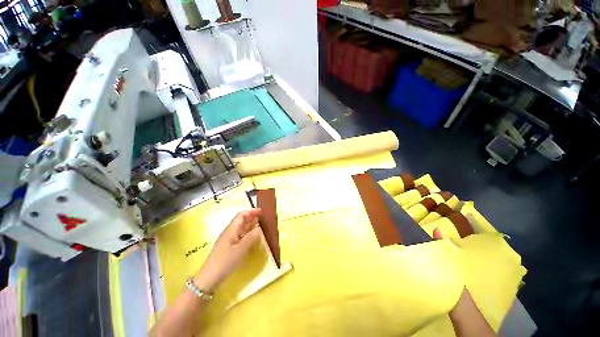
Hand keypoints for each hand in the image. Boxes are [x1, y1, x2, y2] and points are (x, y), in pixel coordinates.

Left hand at [193, 209, 261, 292]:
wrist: (209, 277)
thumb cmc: (225, 261)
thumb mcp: (241, 249)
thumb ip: (251, 237)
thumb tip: (259, 228)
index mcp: (231, 229)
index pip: (241, 215)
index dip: (251, 211)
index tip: (261, 212)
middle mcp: (230, 232)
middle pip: (241, 220)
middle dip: (251, 217)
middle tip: (262, 217)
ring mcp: (228, 239)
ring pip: (241, 228)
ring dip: (250, 224)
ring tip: (260, 224)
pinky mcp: (228, 246)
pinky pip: (240, 235)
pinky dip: (247, 232)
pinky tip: (252, 236)